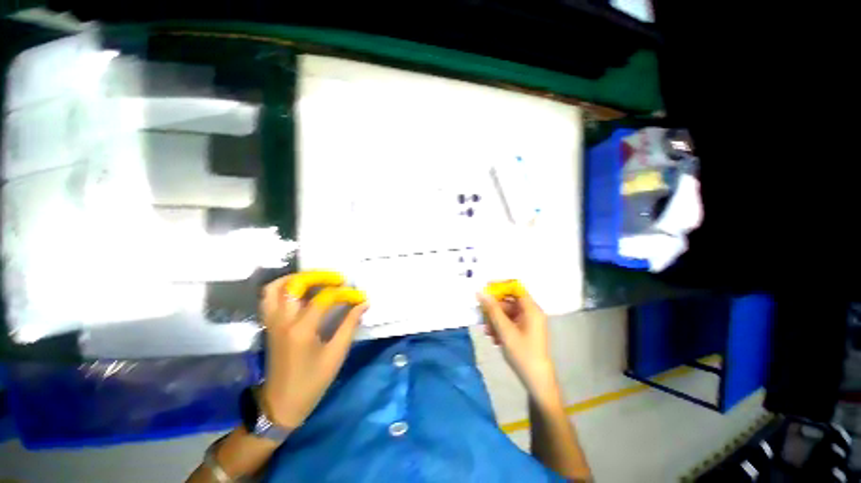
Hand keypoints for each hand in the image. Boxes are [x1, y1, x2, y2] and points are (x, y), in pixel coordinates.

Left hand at [259, 271, 367, 427]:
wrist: (281, 404)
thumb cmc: (312, 381)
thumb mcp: (336, 354)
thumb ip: (350, 325)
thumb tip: (363, 304)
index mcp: (301, 329)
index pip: (324, 298)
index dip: (345, 294)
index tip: (359, 296)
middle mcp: (283, 321)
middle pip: (294, 285)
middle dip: (318, 276)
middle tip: (336, 278)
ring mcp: (272, 322)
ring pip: (275, 288)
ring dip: (296, 278)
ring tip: (316, 279)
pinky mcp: (269, 326)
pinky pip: (269, 298)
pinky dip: (284, 288)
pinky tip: (300, 291)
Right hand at [478, 281, 561, 407]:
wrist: (536, 380)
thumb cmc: (522, 353)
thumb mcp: (505, 330)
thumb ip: (492, 310)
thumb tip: (481, 293)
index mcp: (531, 309)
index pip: (515, 287)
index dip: (500, 285)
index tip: (485, 289)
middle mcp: (531, 312)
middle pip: (509, 301)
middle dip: (494, 308)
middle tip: (482, 315)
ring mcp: (528, 321)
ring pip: (507, 312)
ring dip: (495, 319)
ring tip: (487, 331)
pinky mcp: (525, 330)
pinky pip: (510, 321)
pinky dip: (500, 326)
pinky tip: (494, 337)